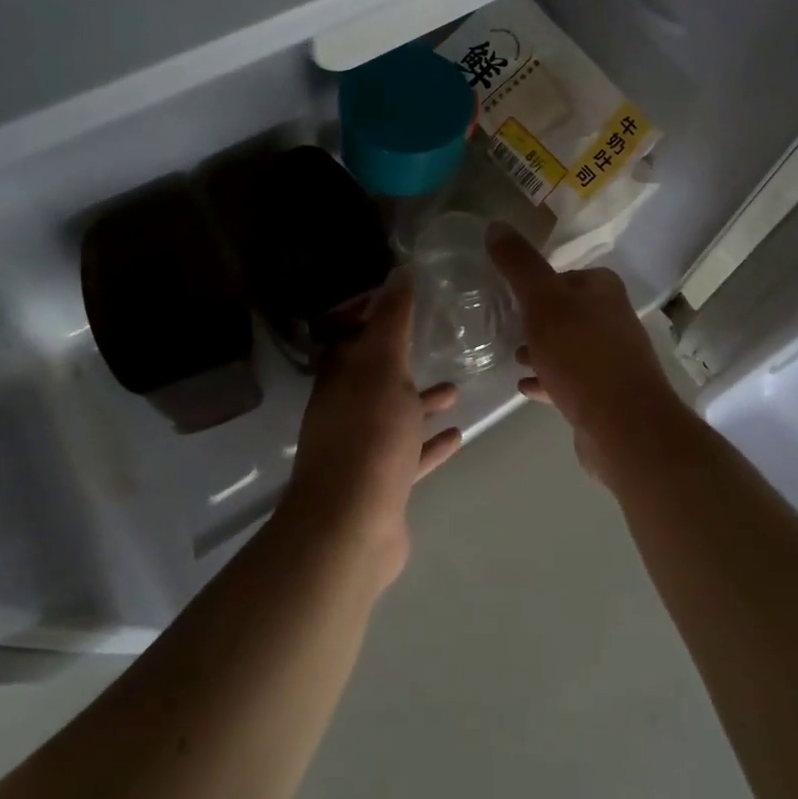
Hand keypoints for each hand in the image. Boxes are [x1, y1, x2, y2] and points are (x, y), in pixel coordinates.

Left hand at [280, 275, 462, 584]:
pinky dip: (431, 444)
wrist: (352, 526)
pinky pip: (410, 454)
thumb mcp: (383, 367)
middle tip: (436, 342)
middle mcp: (345, 410)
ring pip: (395, 415)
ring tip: (458, 387)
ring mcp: (363, 449)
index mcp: (339, 378)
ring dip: (422, 402)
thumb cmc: (369, 435)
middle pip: (375, 376)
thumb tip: (398, 272)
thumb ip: (392, 321)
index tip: (406, 300)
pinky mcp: (382, 483)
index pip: (351, 336)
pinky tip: (458, 435)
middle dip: (403, 360)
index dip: (374, 316)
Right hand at [486, 223, 685, 485]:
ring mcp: (612, 359)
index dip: (538, 282)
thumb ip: (519, 265)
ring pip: (569, 346)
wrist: (624, 426)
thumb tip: (495, 224)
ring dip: (542, 349)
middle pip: (567, 310)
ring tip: (513, 356)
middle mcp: (613, 319)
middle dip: (538, 318)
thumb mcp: (542, 302)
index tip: (510, 294)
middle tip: (507, 325)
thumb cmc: (581, 355)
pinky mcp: (606, 394)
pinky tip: (526, 387)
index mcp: (603, 290)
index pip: (566, 274)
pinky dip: (548, 379)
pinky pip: (570, 380)